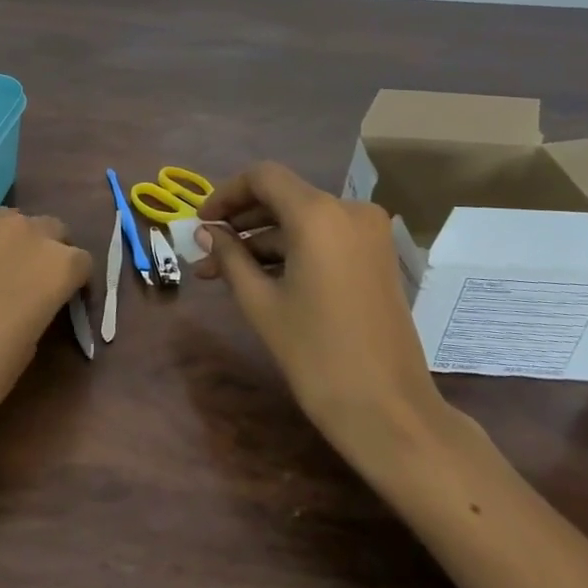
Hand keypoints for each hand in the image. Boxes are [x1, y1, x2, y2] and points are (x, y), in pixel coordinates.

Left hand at [0, 209, 91, 452]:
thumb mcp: (31, 343)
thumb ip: (42, 305)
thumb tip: (34, 296)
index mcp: (57, 264)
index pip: (82, 262)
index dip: (77, 283)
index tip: (67, 302)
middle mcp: (25, 232)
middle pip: (52, 230)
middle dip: (50, 252)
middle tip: (34, 284)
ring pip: (13, 221)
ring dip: (16, 241)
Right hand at [191, 162, 451, 475]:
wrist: (387, 409)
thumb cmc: (315, 353)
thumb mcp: (261, 302)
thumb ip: (230, 258)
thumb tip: (207, 233)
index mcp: (319, 214)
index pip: (263, 177)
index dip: (226, 194)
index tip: (201, 222)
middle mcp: (349, 211)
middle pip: (283, 197)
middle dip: (241, 220)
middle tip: (206, 249)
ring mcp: (368, 235)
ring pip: (302, 221)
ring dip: (263, 240)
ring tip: (222, 272)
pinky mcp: (376, 258)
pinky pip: (324, 239)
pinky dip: (291, 251)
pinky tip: (260, 277)